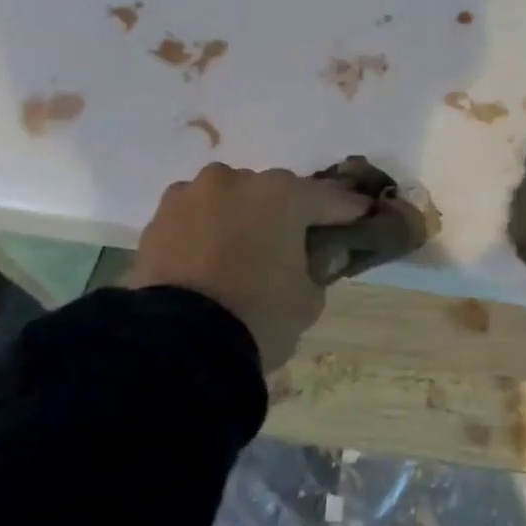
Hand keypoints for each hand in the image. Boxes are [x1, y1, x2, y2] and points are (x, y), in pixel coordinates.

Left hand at [128, 163, 368, 369]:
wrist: (176, 345)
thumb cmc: (259, 315)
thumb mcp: (310, 298)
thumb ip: (318, 267)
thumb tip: (315, 257)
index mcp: (285, 194)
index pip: (332, 199)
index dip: (351, 211)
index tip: (365, 216)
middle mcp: (239, 181)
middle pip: (278, 193)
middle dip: (291, 213)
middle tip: (300, 239)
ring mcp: (194, 194)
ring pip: (233, 198)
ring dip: (245, 216)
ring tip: (248, 248)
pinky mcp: (159, 217)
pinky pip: (198, 216)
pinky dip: (209, 229)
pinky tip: (213, 255)